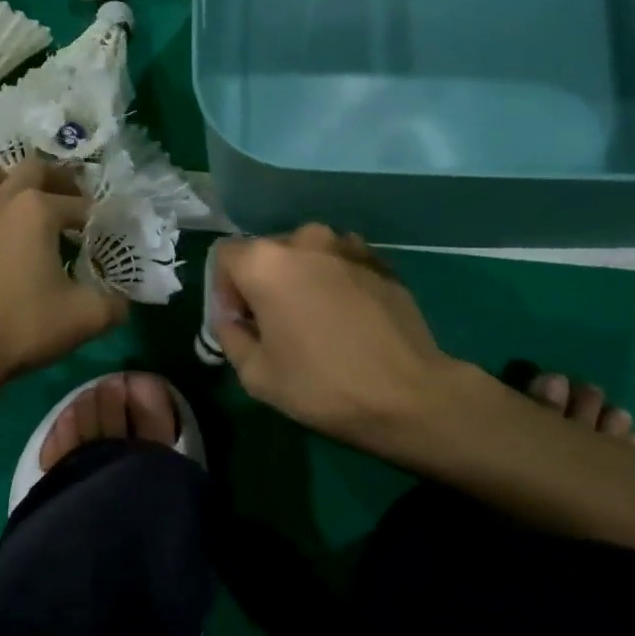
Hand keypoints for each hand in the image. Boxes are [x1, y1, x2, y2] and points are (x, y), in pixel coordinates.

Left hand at [0, 158, 127, 391]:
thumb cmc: (24, 327)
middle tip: (67, 204)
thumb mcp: (86, 318)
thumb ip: (114, 304)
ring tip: (18, 202)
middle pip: (33, 169)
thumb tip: (123, 300)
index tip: (99, 234)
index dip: (94, 218)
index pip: (78, 204)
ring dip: (6, 179)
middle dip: (56, 181)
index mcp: (39, 211)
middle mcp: (1, 199)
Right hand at [212, 224, 454, 451]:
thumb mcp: (256, 375)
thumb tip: (232, 320)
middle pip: (267, 252)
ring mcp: (348, 246)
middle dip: (263, 282)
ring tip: (315, 318)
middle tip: (276, 324)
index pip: (226, 256)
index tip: (242, 322)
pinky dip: (335, 280)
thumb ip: (230, 336)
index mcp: (266, 262)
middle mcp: (305, 240)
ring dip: (301, 278)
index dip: (225, 289)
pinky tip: (348, 317)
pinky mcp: (381, 260)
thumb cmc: (322, 385)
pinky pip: (341, 262)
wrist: (409, 395)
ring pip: (307, 254)